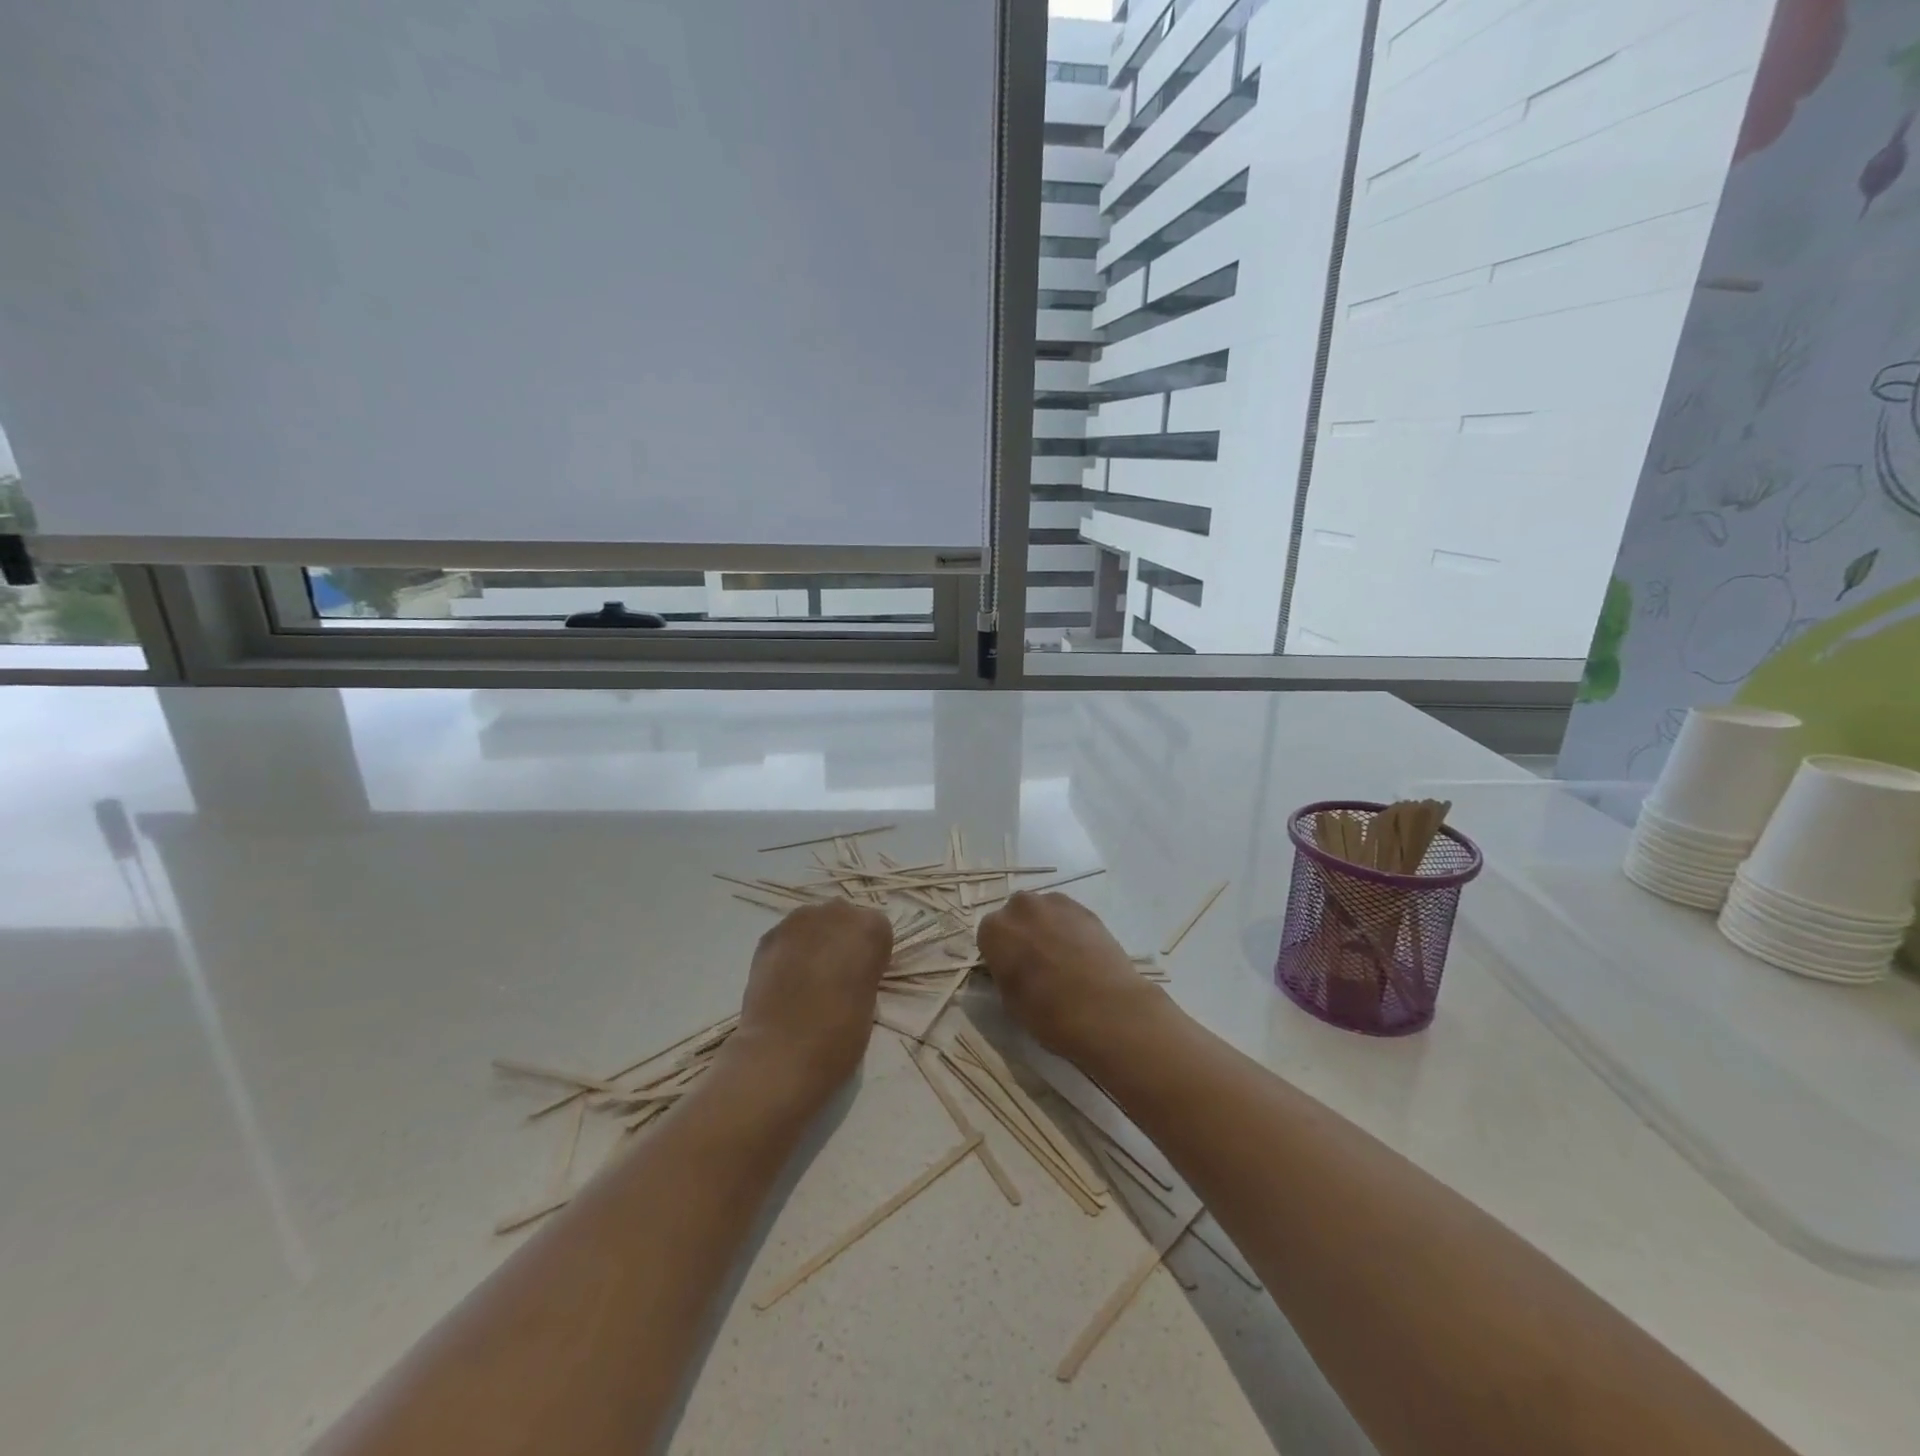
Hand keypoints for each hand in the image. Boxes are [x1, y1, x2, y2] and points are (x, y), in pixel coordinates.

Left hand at [729, 901, 892, 1096]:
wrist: (783, 1052)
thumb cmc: (841, 1034)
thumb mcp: (869, 999)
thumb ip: (862, 972)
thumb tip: (847, 972)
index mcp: (871, 928)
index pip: (876, 930)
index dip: (869, 955)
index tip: (863, 978)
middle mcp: (836, 913)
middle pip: (843, 919)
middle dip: (841, 940)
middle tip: (835, 976)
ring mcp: (798, 921)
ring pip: (812, 924)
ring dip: (813, 942)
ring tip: (805, 978)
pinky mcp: (769, 936)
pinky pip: (786, 937)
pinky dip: (788, 952)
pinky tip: (784, 980)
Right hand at [976, 893, 1162, 1063]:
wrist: (1106, 1010)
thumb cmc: (1049, 1014)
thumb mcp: (1010, 1001)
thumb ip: (1004, 973)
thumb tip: (1011, 967)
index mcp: (996, 930)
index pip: (988, 935)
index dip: (999, 954)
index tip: (1010, 971)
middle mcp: (1021, 907)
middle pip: (1015, 916)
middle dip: (1021, 933)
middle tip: (1035, 962)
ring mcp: (1055, 903)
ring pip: (1042, 912)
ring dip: (1045, 927)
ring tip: (1062, 958)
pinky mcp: (1085, 909)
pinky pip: (1067, 915)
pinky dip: (1069, 928)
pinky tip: (1081, 954)